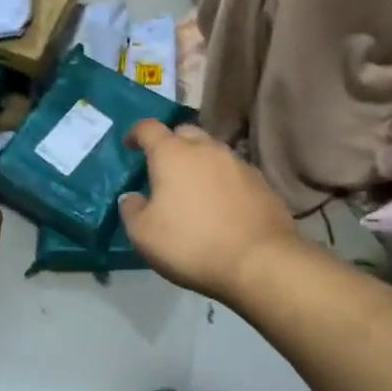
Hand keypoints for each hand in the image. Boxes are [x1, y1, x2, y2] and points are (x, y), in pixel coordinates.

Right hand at [119, 121, 298, 302]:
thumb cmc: (191, 243)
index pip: (148, 128)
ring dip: (199, 163)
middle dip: (170, 144)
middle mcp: (207, 149)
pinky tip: (221, 205)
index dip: (135, 133)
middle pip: (184, 133)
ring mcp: (238, 163)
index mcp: (172, 154)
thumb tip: (132, 198)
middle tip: (163, 168)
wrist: (260, 262)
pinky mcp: (262, 183)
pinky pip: (233, 172)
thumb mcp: (143, 234)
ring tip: (193, 188)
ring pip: (212, 152)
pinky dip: (222, 181)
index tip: (129, 146)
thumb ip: (131, 210)